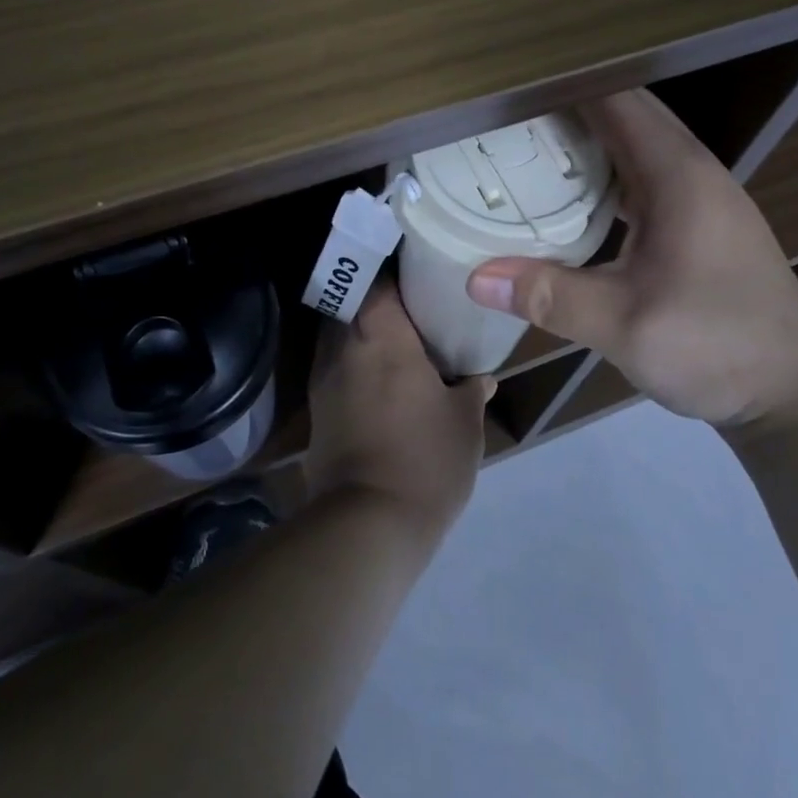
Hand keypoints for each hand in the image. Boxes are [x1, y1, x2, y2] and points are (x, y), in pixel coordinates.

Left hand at [304, 284, 495, 538]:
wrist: (367, 524)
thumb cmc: (426, 458)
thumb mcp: (465, 422)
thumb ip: (472, 390)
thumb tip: (481, 378)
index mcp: (380, 333)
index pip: (380, 279)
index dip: (398, 272)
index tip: (420, 273)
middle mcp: (343, 345)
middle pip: (355, 303)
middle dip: (381, 302)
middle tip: (414, 308)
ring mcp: (323, 379)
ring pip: (342, 337)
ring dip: (365, 335)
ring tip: (399, 343)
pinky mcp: (316, 412)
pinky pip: (336, 370)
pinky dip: (356, 367)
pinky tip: (381, 383)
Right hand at [465, 90, 797, 426]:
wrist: (795, 387)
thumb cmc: (717, 344)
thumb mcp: (625, 325)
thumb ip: (550, 297)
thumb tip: (475, 277)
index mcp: (675, 173)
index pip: (613, 98)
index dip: (559, 86)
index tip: (504, 89)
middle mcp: (688, 169)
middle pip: (621, 112)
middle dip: (562, 107)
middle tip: (498, 117)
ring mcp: (696, 194)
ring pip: (630, 143)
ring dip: (582, 138)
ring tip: (519, 145)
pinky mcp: (695, 220)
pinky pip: (638, 175)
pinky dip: (599, 172)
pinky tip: (565, 197)